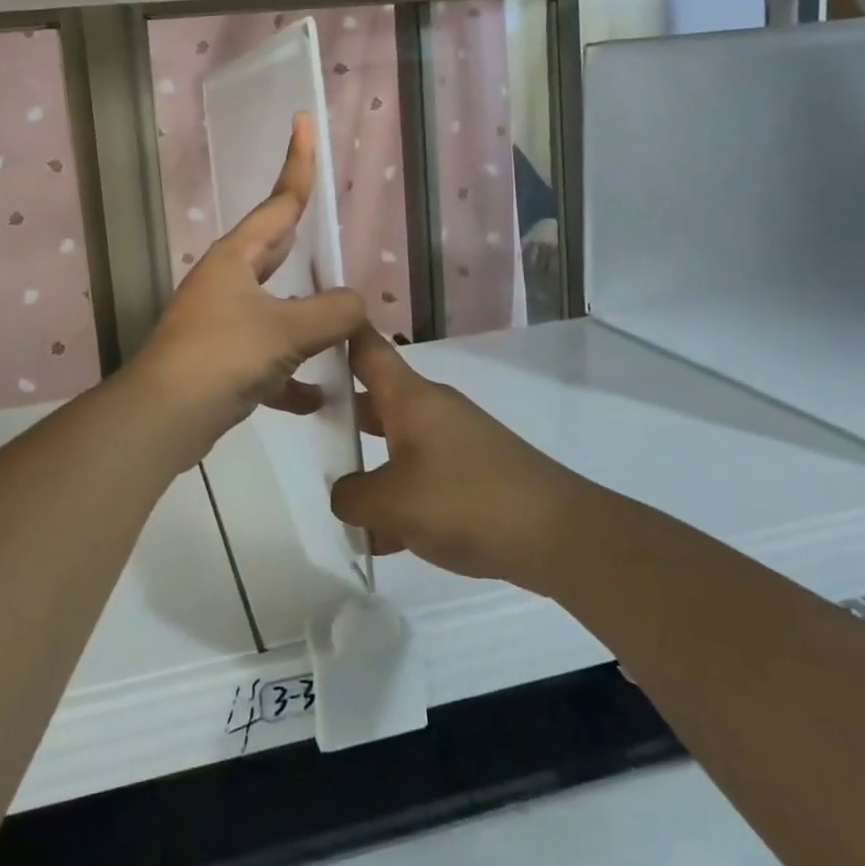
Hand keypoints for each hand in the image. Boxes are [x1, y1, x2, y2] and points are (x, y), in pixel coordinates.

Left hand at [129, 114, 363, 469]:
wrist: (164, 417)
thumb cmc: (222, 355)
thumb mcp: (286, 329)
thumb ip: (332, 312)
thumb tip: (354, 305)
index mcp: (236, 258)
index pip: (279, 202)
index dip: (297, 162)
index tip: (302, 121)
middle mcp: (226, 282)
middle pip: (276, 252)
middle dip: (304, 242)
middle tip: (330, 230)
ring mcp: (221, 322)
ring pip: (275, 310)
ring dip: (306, 321)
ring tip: (343, 329)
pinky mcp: (221, 362)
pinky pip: (266, 360)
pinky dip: (290, 375)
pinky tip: (317, 397)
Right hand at [330, 325, 581, 587]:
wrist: (557, 535)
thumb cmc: (464, 501)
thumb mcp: (391, 504)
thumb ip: (352, 497)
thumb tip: (346, 495)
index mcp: (409, 397)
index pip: (366, 347)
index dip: (338, 332)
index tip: (307, 327)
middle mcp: (432, 408)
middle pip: (377, 397)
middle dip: (343, 413)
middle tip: (308, 427)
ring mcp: (456, 440)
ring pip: (398, 441)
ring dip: (371, 464)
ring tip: (340, 497)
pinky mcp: (475, 472)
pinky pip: (424, 474)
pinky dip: (401, 495)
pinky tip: (386, 537)